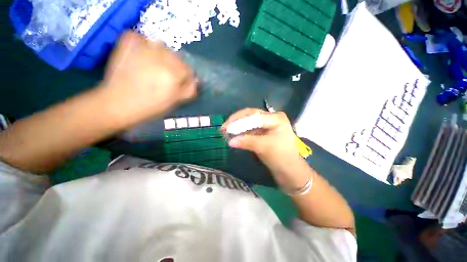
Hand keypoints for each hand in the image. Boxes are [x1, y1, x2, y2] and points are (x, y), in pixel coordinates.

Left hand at [99, 31, 196, 126]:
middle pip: (176, 57)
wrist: (119, 103)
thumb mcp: (175, 101)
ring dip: (161, 53)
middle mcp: (162, 57)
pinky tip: (141, 53)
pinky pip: (140, 37)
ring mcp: (143, 48)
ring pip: (161, 45)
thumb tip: (196, 80)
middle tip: (165, 76)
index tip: (179, 84)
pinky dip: (142, 42)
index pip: (188, 70)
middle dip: (174, 66)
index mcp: (174, 73)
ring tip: (154, 64)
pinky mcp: (127, 44)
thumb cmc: (151, 106)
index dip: (185, 77)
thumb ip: (189, 90)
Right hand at [222, 108, 302, 178]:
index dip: (238, 120)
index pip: (253, 115)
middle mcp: (271, 118)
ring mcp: (267, 126)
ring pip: (249, 123)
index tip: (226, 128)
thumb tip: (229, 141)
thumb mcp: (263, 147)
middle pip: (250, 116)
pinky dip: (242, 133)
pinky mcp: (264, 134)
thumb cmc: (281, 157)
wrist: (290, 171)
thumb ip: (246, 141)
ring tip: (226, 132)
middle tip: (224, 128)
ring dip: (238, 127)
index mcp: (275, 118)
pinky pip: (250, 130)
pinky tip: (234, 136)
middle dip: (236, 121)